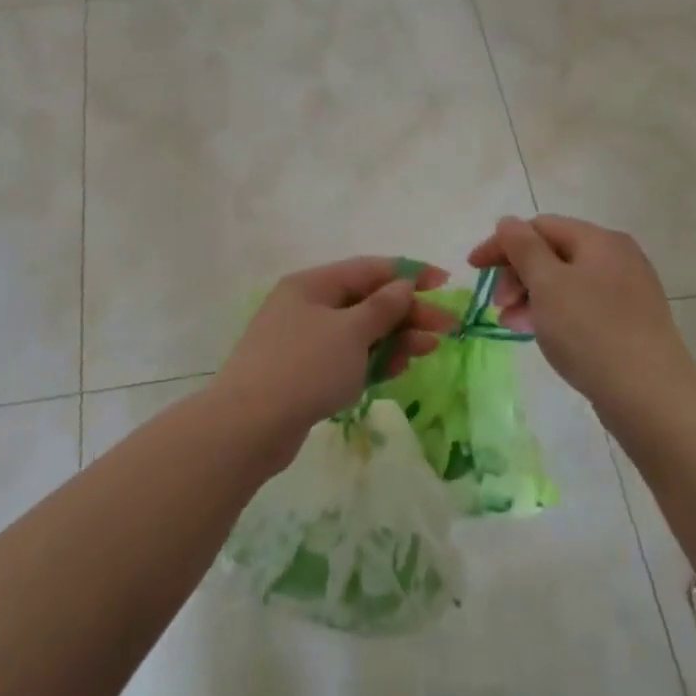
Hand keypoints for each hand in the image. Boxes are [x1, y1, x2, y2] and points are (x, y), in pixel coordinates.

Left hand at [214, 257, 458, 465]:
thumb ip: (383, 307)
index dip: (410, 274)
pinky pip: (347, 357)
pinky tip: (398, 367)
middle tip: (448, 329)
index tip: (445, 284)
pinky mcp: (303, 373)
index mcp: (312, 284)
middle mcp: (307, 305)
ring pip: (359, 332)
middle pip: (367, 301)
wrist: (248, 426)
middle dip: (408, 312)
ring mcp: (303, 340)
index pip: (369, 269)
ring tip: (429, 349)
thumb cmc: (304, 367)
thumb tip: (403, 285)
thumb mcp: (351, 332)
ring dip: (395, 337)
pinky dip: (373, 360)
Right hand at [468, 216, 695, 414]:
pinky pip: (580, 305)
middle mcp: (617, 257)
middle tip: (498, 303)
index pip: (539, 227)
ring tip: (510, 323)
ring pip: (564, 282)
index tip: (473, 268)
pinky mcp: (629, 321)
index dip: (502, 243)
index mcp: (599, 240)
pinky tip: (538, 333)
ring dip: (531, 296)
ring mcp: (626, 290)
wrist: (650, 395)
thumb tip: (507, 222)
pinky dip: (554, 313)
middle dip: (517, 274)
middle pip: (553, 252)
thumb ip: (522, 247)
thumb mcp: (547, 284)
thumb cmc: (590, 331)